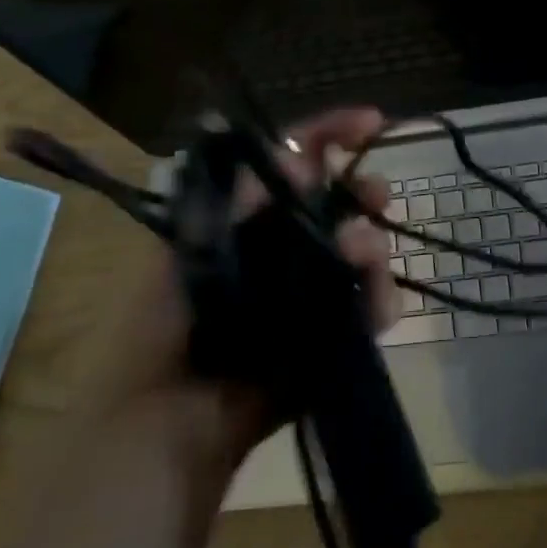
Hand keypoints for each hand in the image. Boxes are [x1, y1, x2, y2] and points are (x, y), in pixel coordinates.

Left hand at [92, 108, 397, 458]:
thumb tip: (296, 155)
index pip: (297, 161)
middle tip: (377, 196)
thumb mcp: (194, 250)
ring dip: (372, 247)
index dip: (333, 135)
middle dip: (364, 192)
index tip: (372, 122)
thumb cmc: (167, 328)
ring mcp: (316, 289)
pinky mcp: (336, 333)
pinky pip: (372, 307)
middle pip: (342, 203)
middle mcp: (289, 246)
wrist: (171, 424)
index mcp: (251, 218)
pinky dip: (379, 301)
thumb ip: (243, 203)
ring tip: (361, 256)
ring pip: (364, 251)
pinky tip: (375, 308)